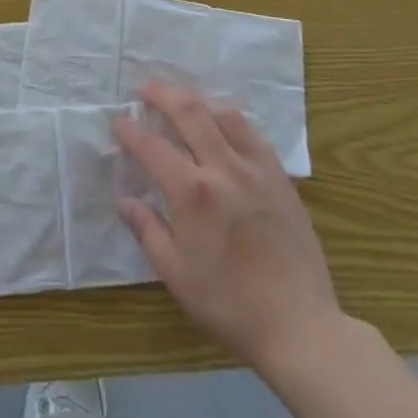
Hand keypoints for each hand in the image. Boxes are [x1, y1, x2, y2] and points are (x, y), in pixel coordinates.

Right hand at [113, 82, 345, 379]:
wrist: (300, 326)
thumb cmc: (229, 304)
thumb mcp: (175, 273)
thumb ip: (146, 229)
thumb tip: (124, 200)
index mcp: (192, 192)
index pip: (152, 145)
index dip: (130, 130)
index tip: (117, 122)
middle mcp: (223, 168)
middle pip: (190, 111)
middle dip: (162, 94)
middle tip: (145, 90)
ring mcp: (257, 169)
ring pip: (225, 114)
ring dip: (199, 101)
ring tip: (183, 102)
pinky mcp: (281, 178)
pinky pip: (252, 134)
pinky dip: (230, 121)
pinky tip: (224, 128)